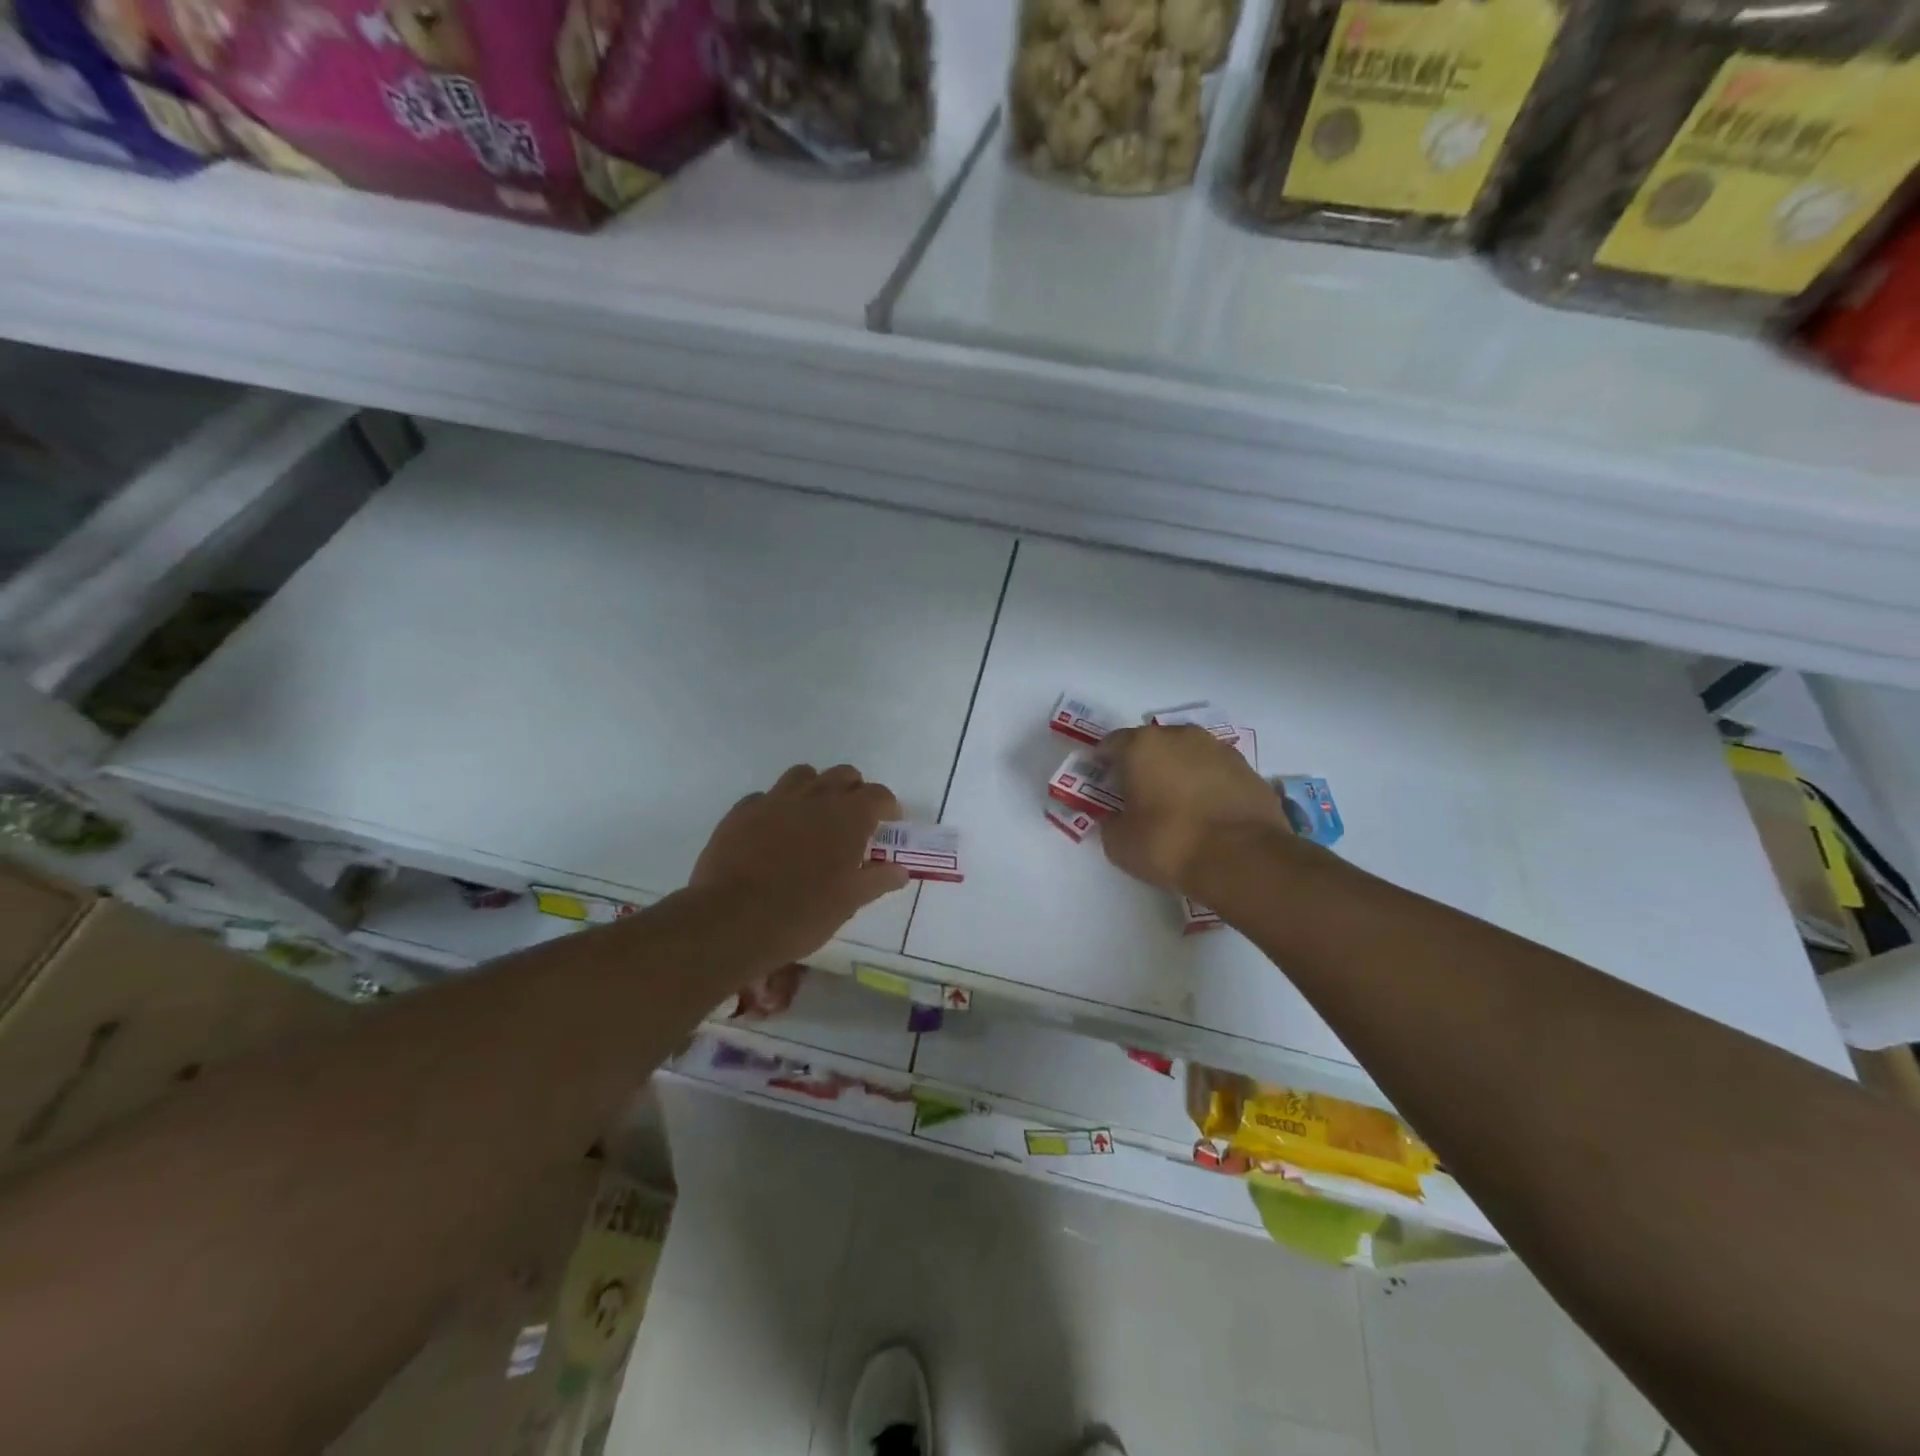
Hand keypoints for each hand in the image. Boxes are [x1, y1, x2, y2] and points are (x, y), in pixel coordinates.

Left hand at [691, 764, 909, 965]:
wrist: (732, 920)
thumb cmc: (802, 913)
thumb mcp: (849, 902)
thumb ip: (878, 880)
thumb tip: (901, 871)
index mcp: (848, 816)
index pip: (878, 794)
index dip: (887, 807)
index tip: (887, 823)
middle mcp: (815, 796)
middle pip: (843, 775)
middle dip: (853, 791)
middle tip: (852, 821)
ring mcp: (775, 799)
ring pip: (804, 775)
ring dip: (815, 789)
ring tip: (813, 818)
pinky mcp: (742, 810)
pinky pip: (766, 796)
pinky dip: (777, 807)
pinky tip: (773, 832)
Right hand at [1099, 726, 1296, 895]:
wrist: (1243, 859)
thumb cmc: (1169, 844)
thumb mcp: (1120, 843)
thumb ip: (1110, 823)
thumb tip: (1115, 818)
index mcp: (1142, 746)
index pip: (1112, 743)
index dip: (1104, 762)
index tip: (1103, 782)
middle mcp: (1181, 736)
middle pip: (1152, 744)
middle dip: (1143, 764)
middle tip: (1139, 793)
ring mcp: (1219, 749)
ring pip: (1187, 754)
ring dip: (1178, 771)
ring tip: (1176, 803)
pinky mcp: (1248, 769)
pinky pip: (1216, 772)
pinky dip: (1207, 784)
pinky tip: (1206, 812)